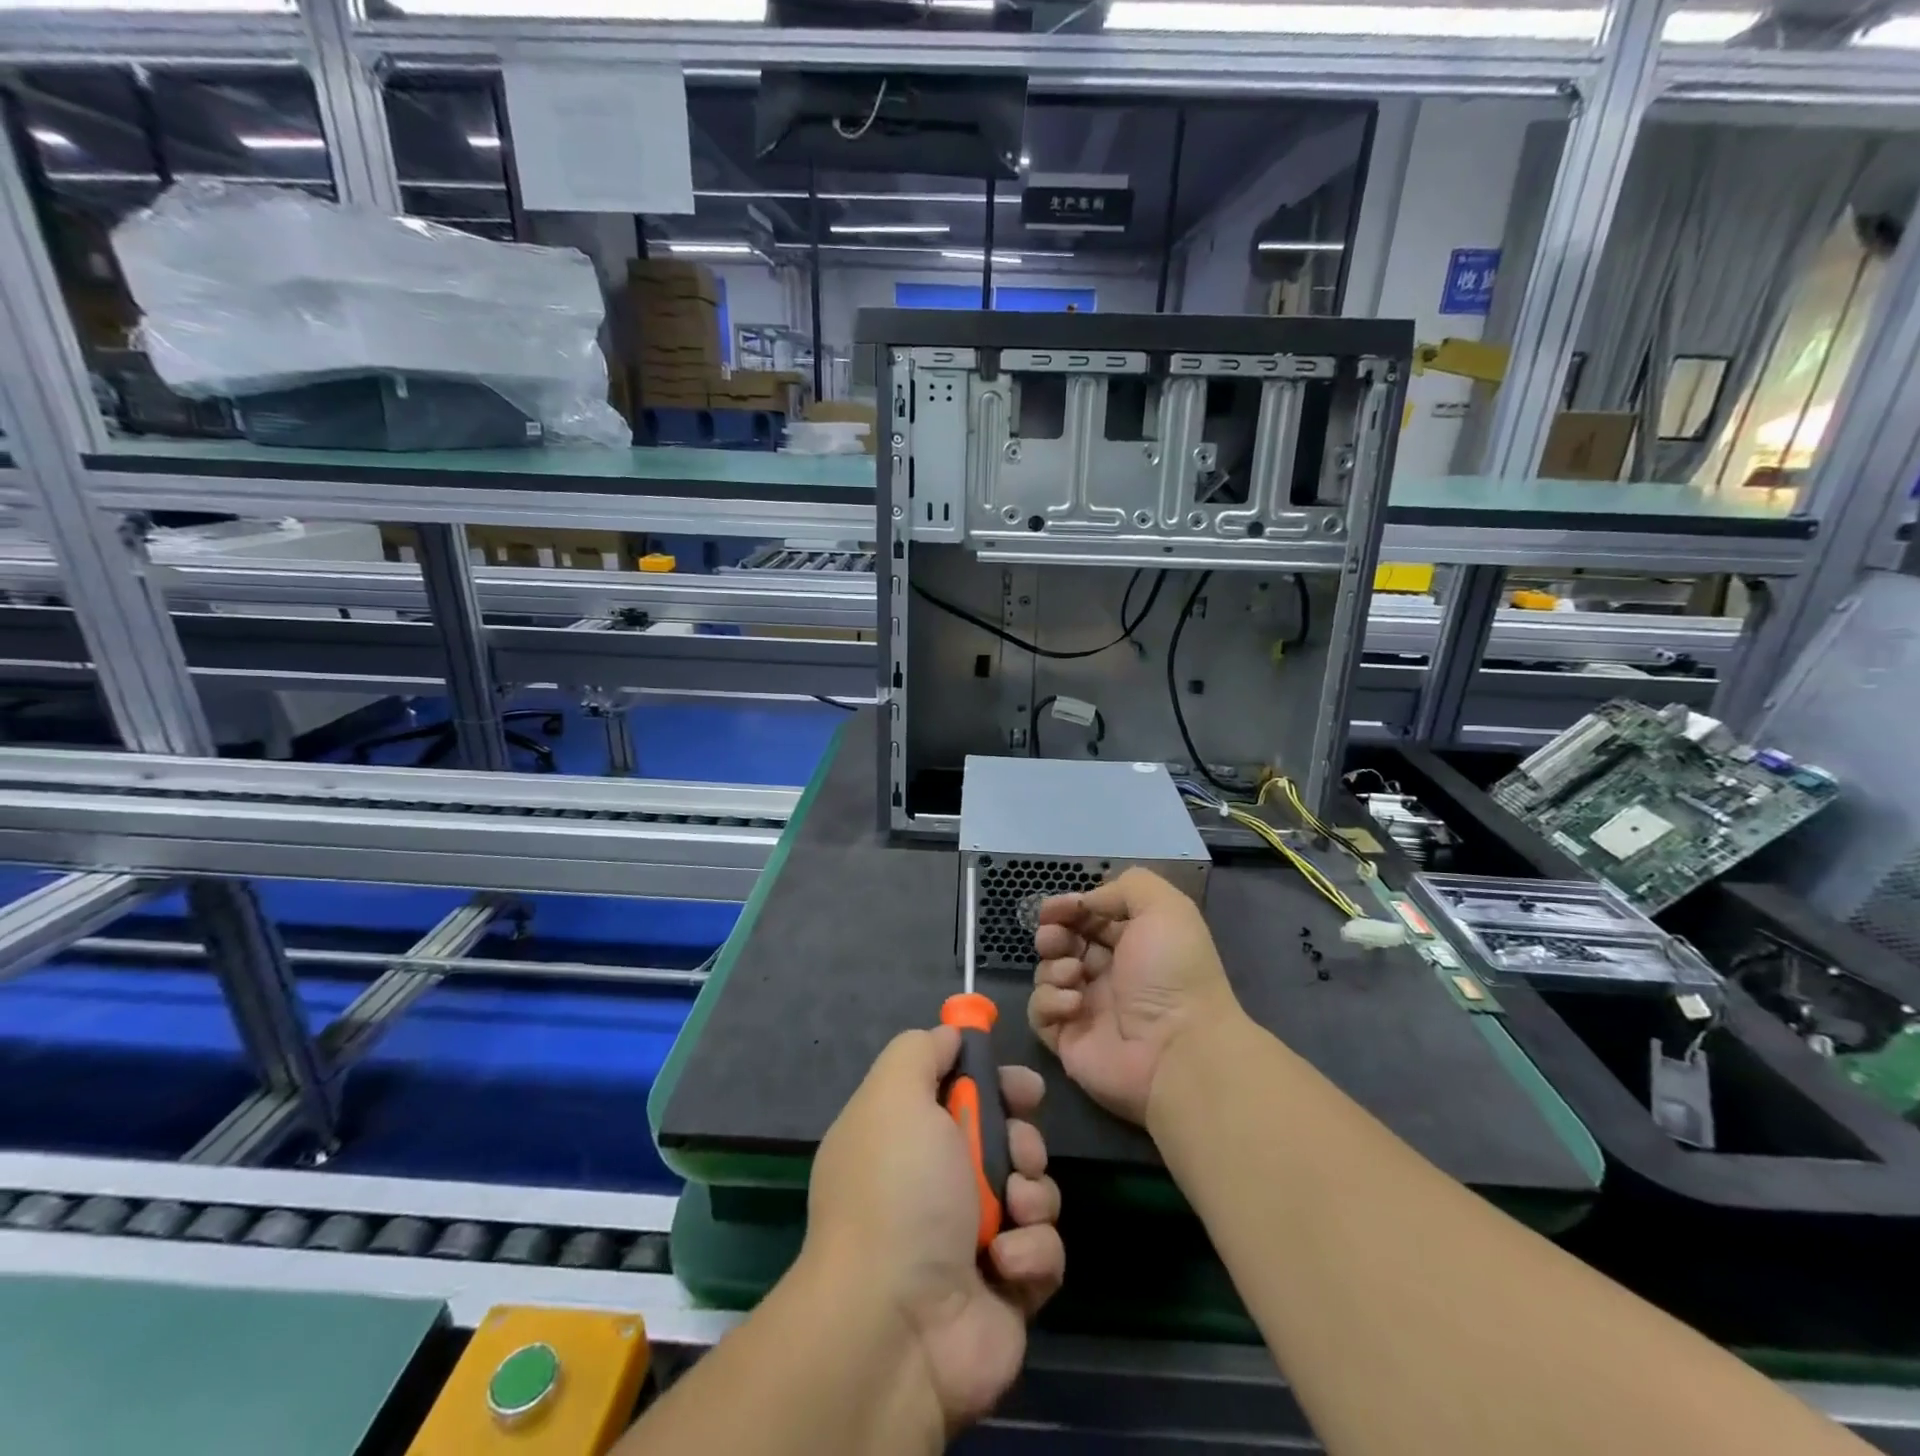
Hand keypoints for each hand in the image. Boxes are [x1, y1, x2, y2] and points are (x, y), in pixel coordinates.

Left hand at [804, 1026, 1064, 1435]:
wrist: (896, 1324)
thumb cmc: (898, 1190)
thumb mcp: (895, 1095)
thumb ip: (921, 1051)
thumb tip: (950, 1035)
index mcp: (907, 1136)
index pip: (962, 1092)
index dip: (995, 1082)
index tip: (1020, 1086)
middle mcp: (938, 1184)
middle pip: (1007, 1137)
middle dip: (1022, 1137)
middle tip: (1017, 1152)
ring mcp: (974, 1237)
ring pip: (1034, 1189)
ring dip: (1031, 1193)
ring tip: (1011, 1208)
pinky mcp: (1009, 1288)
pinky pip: (1044, 1249)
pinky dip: (1032, 1250)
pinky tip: (1006, 1262)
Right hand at [1029, 867, 1242, 1124]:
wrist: (1178, 1050)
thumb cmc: (1173, 972)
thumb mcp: (1165, 908)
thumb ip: (1126, 887)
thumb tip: (1086, 902)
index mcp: (1133, 942)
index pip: (1089, 917)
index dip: (1069, 907)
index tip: (1056, 908)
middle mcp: (1109, 972)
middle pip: (1063, 942)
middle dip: (1053, 933)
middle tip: (1056, 938)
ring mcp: (1087, 1007)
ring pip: (1047, 973)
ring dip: (1053, 966)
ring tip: (1074, 973)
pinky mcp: (1067, 1038)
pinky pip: (1040, 1012)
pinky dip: (1050, 1001)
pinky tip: (1075, 1004)